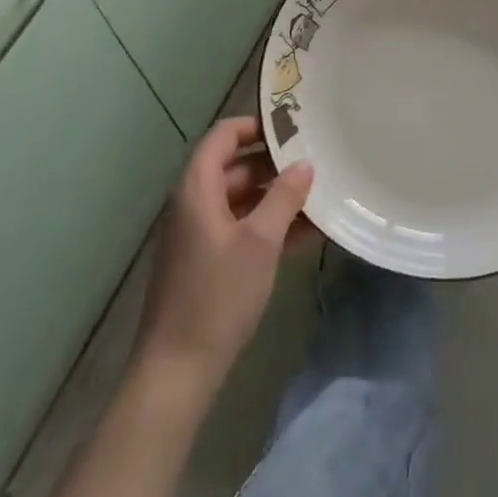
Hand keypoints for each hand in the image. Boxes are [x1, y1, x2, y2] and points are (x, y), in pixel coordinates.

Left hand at [134, 117, 315, 390]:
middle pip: (236, 167)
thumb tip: (304, 164)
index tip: (293, 127)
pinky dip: (269, 226)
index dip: (256, 126)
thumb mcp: (259, 242)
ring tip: (319, 197)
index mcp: (197, 188)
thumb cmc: (217, 295)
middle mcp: (194, 203)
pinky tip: (307, 234)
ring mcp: (200, 234)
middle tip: (316, 161)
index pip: (224, 136)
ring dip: (276, 198)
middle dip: (275, 165)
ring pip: (242, 200)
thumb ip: (284, 198)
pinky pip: (241, 229)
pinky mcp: (207, 262)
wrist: (178, 370)